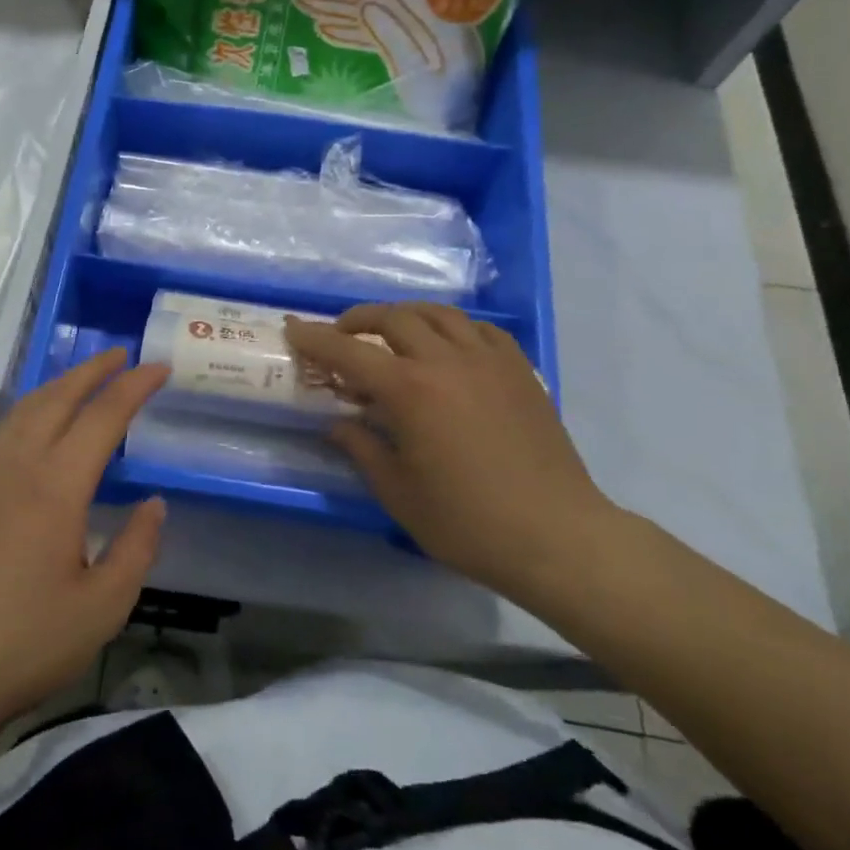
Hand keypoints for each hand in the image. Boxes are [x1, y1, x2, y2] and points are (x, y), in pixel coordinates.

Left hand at [0, 348, 169, 734]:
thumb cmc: (23, 645)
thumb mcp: (101, 608)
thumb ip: (135, 549)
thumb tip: (153, 503)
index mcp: (55, 487)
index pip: (102, 417)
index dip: (134, 387)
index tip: (159, 367)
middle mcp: (16, 468)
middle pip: (57, 398)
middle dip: (92, 370)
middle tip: (123, 355)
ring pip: (24, 410)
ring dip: (58, 385)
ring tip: (84, 379)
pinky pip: (5, 432)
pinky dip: (32, 410)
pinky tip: (39, 427)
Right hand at [284, 303, 617, 601]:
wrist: (556, 536)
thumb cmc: (468, 522)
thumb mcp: (398, 493)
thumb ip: (362, 449)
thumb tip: (339, 424)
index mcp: (410, 391)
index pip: (348, 351)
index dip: (314, 338)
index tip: (292, 327)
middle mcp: (446, 361)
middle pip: (393, 318)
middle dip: (358, 320)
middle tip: (341, 337)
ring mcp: (488, 360)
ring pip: (438, 313)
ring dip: (404, 315)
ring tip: (391, 333)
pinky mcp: (519, 370)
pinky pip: (479, 329)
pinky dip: (451, 327)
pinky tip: (447, 347)